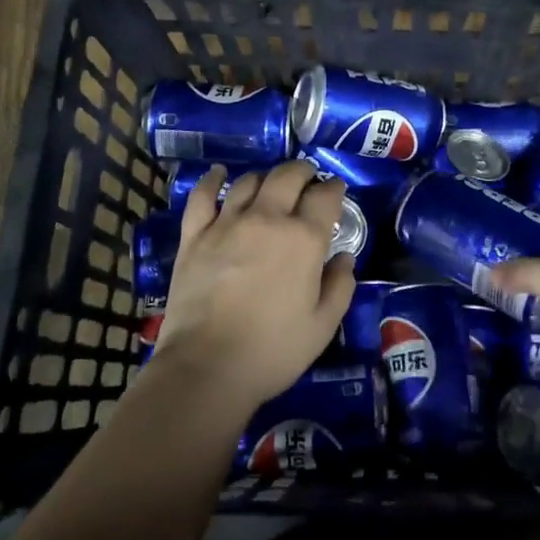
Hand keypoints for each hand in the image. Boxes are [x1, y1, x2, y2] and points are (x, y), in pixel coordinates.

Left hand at [152, 160, 354, 413]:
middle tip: (308, 180)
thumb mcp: (323, 325)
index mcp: (304, 239)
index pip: (325, 196)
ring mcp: (227, 224)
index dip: (334, 188)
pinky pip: (203, 196)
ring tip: (271, 185)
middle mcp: (267, 219)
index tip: (336, 190)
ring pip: (250, 181)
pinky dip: (212, 180)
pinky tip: (218, 174)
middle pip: (288, 176)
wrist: (206, 367)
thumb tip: (344, 259)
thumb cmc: (272, 350)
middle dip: (303, 172)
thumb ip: (340, 287)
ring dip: (266, 177)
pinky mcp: (194, 236)